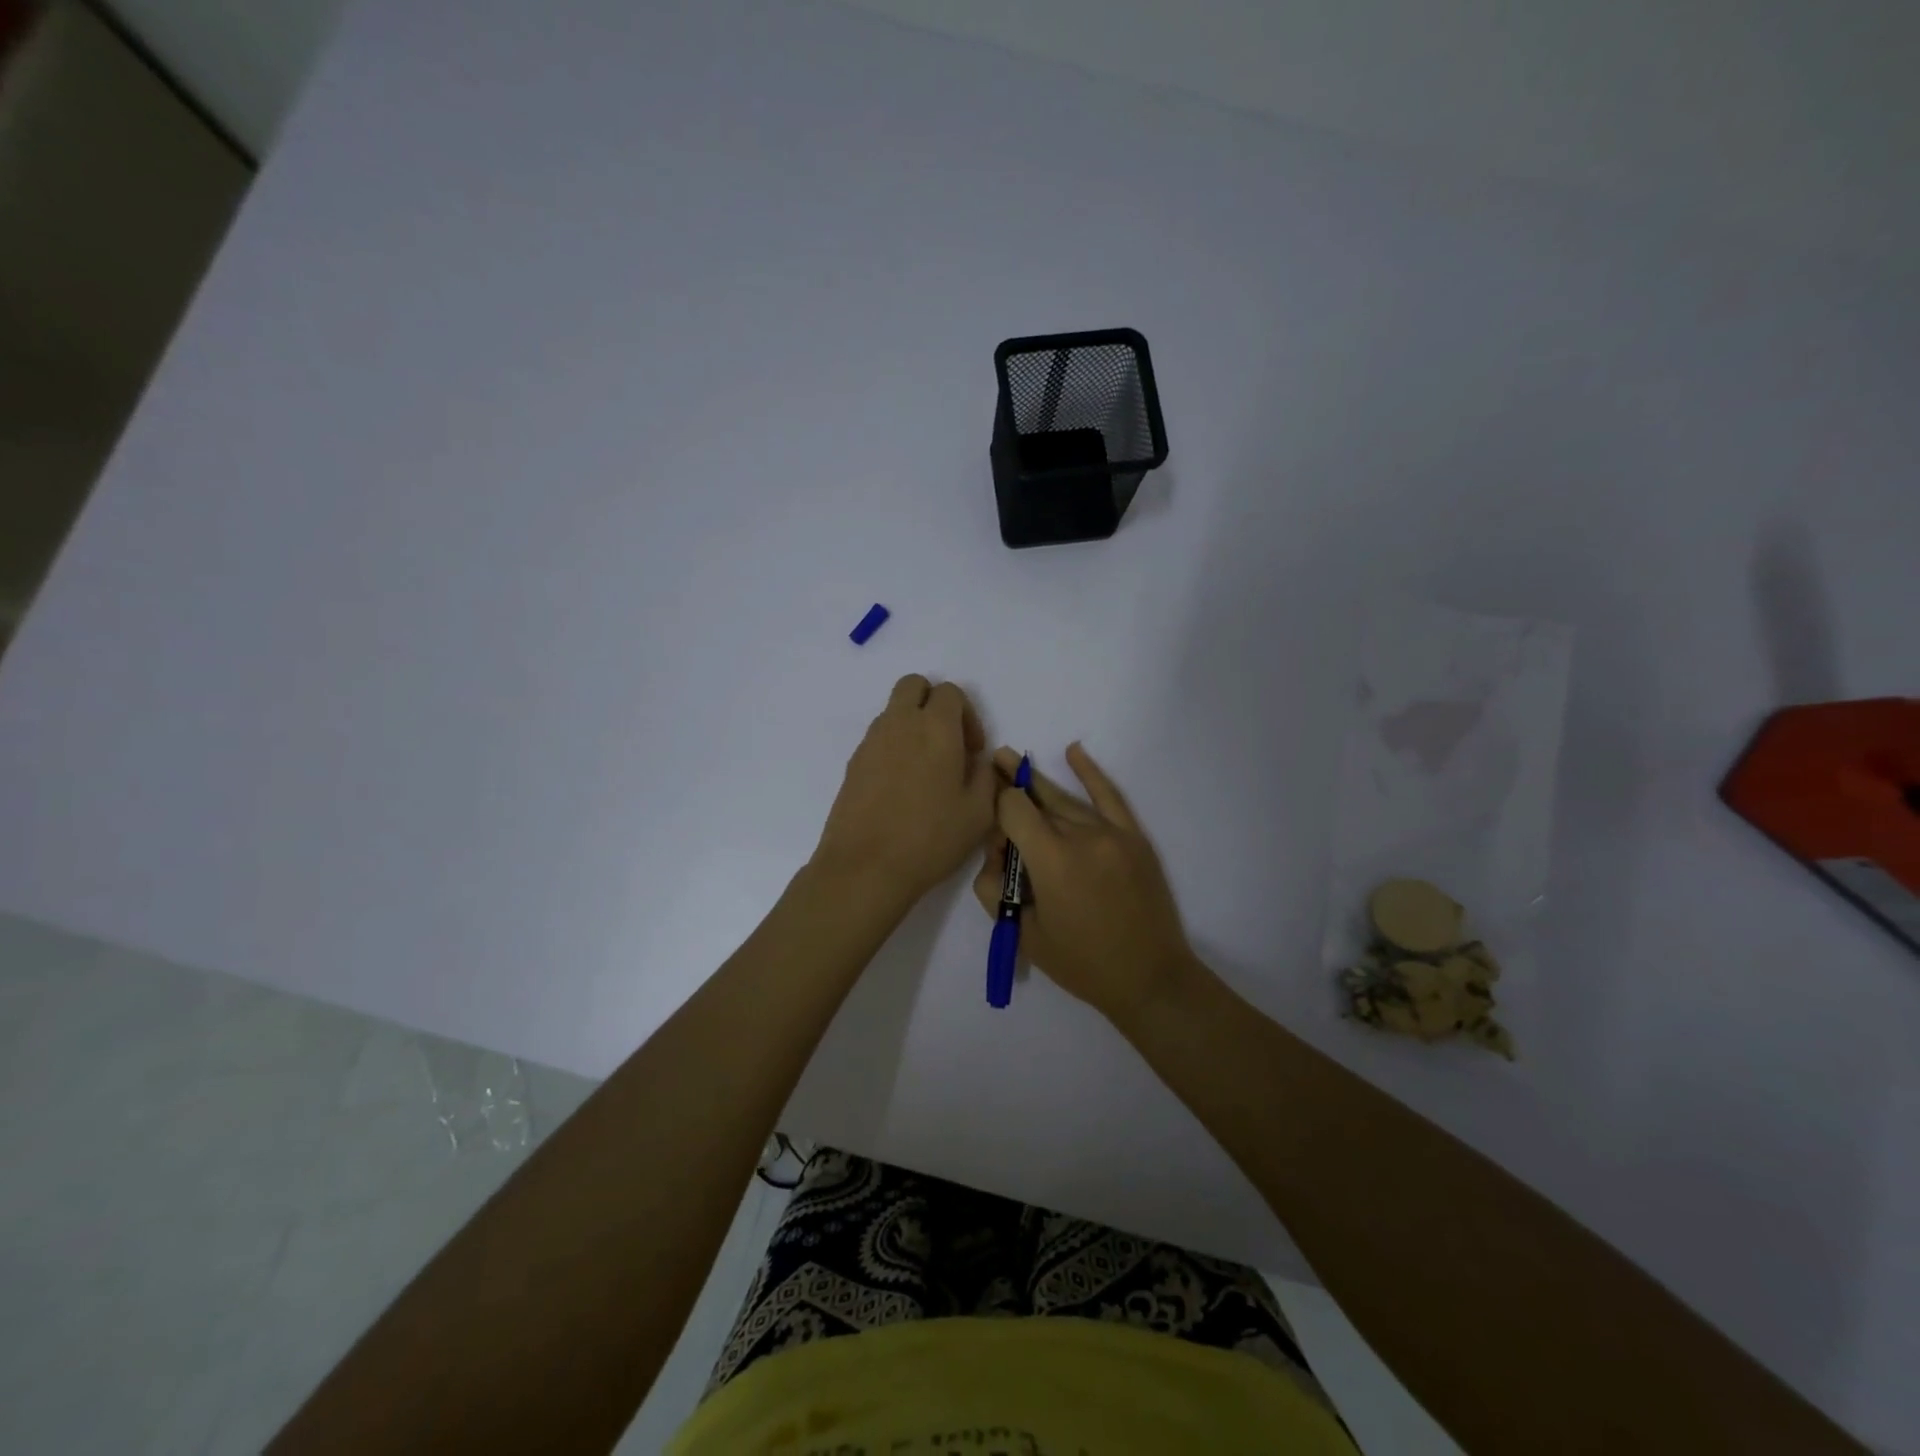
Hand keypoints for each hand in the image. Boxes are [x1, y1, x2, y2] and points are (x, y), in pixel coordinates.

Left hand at [813, 675, 997, 910]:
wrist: (865, 866)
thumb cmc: (931, 838)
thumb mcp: (979, 812)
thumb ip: (986, 776)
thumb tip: (977, 761)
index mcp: (936, 727)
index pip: (950, 692)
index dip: (967, 715)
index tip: (972, 750)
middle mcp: (900, 723)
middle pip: (913, 685)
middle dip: (933, 703)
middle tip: (946, 741)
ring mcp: (871, 742)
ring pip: (893, 711)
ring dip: (911, 725)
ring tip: (924, 770)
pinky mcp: (853, 763)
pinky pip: (878, 739)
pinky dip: (893, 748)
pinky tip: (901, 788)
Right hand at [971, 742, 1199, 1030]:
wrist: (1150, 978)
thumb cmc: (1082, 964)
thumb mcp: (1024, 934)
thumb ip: (996, 888)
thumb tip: (996, 853)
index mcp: (1052, 860)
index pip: (1012, 809)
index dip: (994, 809)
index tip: (990, 826)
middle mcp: (1081, 835)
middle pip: (1036, 801)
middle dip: (1010, 791)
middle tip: (989, 764)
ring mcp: (1111, 832)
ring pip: (1065, 800)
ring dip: (1036, 783)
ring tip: (1010, 760)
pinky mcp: (1133, 837)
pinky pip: (1108, 796)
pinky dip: (1090, 772)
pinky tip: (1074, 751)